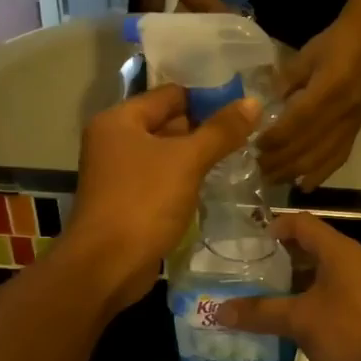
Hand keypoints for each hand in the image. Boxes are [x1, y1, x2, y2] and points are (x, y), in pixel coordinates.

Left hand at [55, 84, 261, 310]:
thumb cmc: (144, 202)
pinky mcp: (128, 202)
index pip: (170, 94)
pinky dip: (185, 180)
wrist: (107, 265)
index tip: (243, 103)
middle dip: (205, 128)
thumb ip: (221, 131)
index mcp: (120, 120)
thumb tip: (254, 102)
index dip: (206, 96)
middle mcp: (114, 141)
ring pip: (166, 155)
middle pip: (167, 123)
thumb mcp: (187, 161)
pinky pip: (162, 181)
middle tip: (248, 130)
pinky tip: (215, 184)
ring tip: (240, 155)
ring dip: (197, 157)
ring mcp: (119, 174)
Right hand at [216, 213, 360, 360]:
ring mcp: (360, 285)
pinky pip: (328, 293)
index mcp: (338, 251)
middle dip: (277, 257)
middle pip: (309, 246)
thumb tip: (219, 311)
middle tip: (246, 269)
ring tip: (259, 293)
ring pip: (318, 273)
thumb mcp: (299, 320)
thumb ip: (260, 312)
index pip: (301, 223)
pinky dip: (306, 298)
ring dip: (291, 281)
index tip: (246, 242)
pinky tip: (286, 317)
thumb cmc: (350, 333)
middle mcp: (351, 261)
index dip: (273, 227)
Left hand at [259, 15, 360, 188]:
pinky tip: (304, 185)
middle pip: (308, 146)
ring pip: (322, 158)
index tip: (255, 146)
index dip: (275, 138)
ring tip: (273, 180)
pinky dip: (320, 174)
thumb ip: (285, 83)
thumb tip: (264, 107)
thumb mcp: (304, 56)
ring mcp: (352, 124)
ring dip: (295, 172)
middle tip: (257, 169)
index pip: (298, 122)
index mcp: (328, 90)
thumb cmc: (333, 44)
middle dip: (280, 161)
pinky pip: (339, 158)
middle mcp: (343, 112)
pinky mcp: (357, 130)